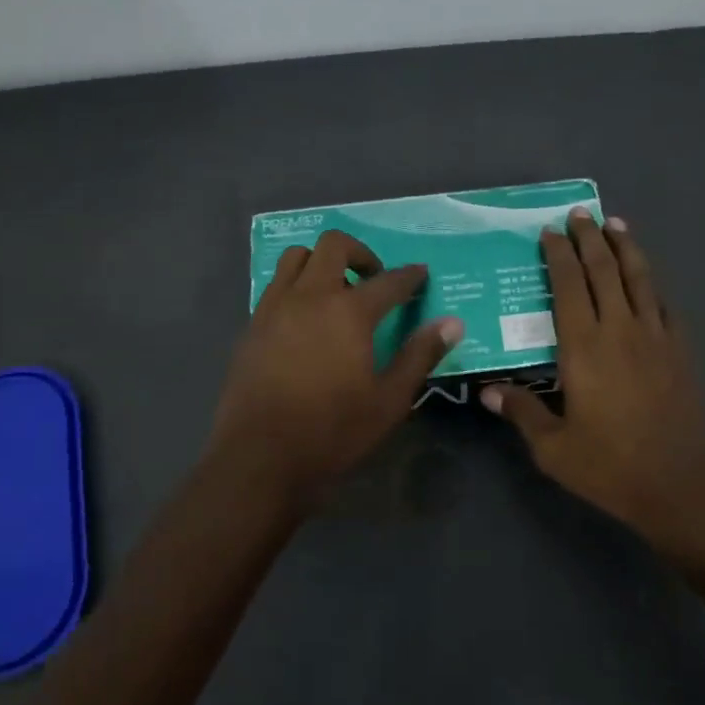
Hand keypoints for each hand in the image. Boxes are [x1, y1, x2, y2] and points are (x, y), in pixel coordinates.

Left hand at [207, 229, 462, 504]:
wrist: (259, 458)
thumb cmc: (333, 431)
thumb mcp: (389, 400)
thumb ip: (420, 355)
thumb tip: (452, 323)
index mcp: (349, 312)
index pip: (389, 281)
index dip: (410, 276)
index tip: (421, 275)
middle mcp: (310, 297)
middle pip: (334, 245)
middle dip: (360, 253)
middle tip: (374, 280)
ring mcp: (274, 308)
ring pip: (296, 258)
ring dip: (321, 263)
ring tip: (336, 292)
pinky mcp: (252, 326)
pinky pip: (275, 286)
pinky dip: (296, 287)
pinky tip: (306, 320)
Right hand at [482, 211, 704, 560]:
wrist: (680, 484)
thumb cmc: (610, 466)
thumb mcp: (553, 448)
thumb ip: (522, 412)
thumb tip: (488, 392)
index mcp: (584, 347)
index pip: (569, 286)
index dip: (558, 255)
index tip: (550, 231)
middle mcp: (620, 330)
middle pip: (604, 270)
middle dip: (590, 238)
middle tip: (580, 214)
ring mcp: (656, 337)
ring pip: (640, 278)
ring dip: (626, 247)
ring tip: (616, 224)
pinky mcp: (680, 351)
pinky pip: (664, 304)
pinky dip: (652, 283)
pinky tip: (648, 278)